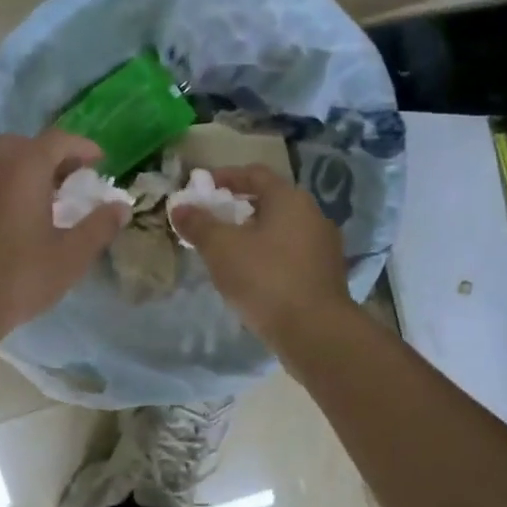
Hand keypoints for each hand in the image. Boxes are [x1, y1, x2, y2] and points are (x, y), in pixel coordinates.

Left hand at [0, 131, 128, 347]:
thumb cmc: (19, 277)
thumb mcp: (71, 256)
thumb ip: (99, 227)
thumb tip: (121, 207)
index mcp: (24, 169)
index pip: (57, 140)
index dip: (82, 147)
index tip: (101, 162)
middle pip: (25, 144)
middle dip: (52, 154)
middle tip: (73, 177)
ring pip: (3, 162)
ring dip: (29, 170)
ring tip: (52, 199)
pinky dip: (10, 186)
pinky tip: (24, 218)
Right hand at [171, 165, 352, 348]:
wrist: (315, 332)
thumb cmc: (266, 279)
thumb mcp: (221, 249)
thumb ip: (199, 224)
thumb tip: (180, 207)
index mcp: (290, 199)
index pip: (255, 173)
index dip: (225, 177)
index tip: (202, 188)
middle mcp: (312, 215)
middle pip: (270, 202)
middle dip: (238, 209)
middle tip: (211, 223)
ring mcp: (324, 246)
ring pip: (281, 230)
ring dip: (253, 235)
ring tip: (227, 253)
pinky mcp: (325, 275)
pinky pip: (291, 255)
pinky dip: (269, 257)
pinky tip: (251, 277)